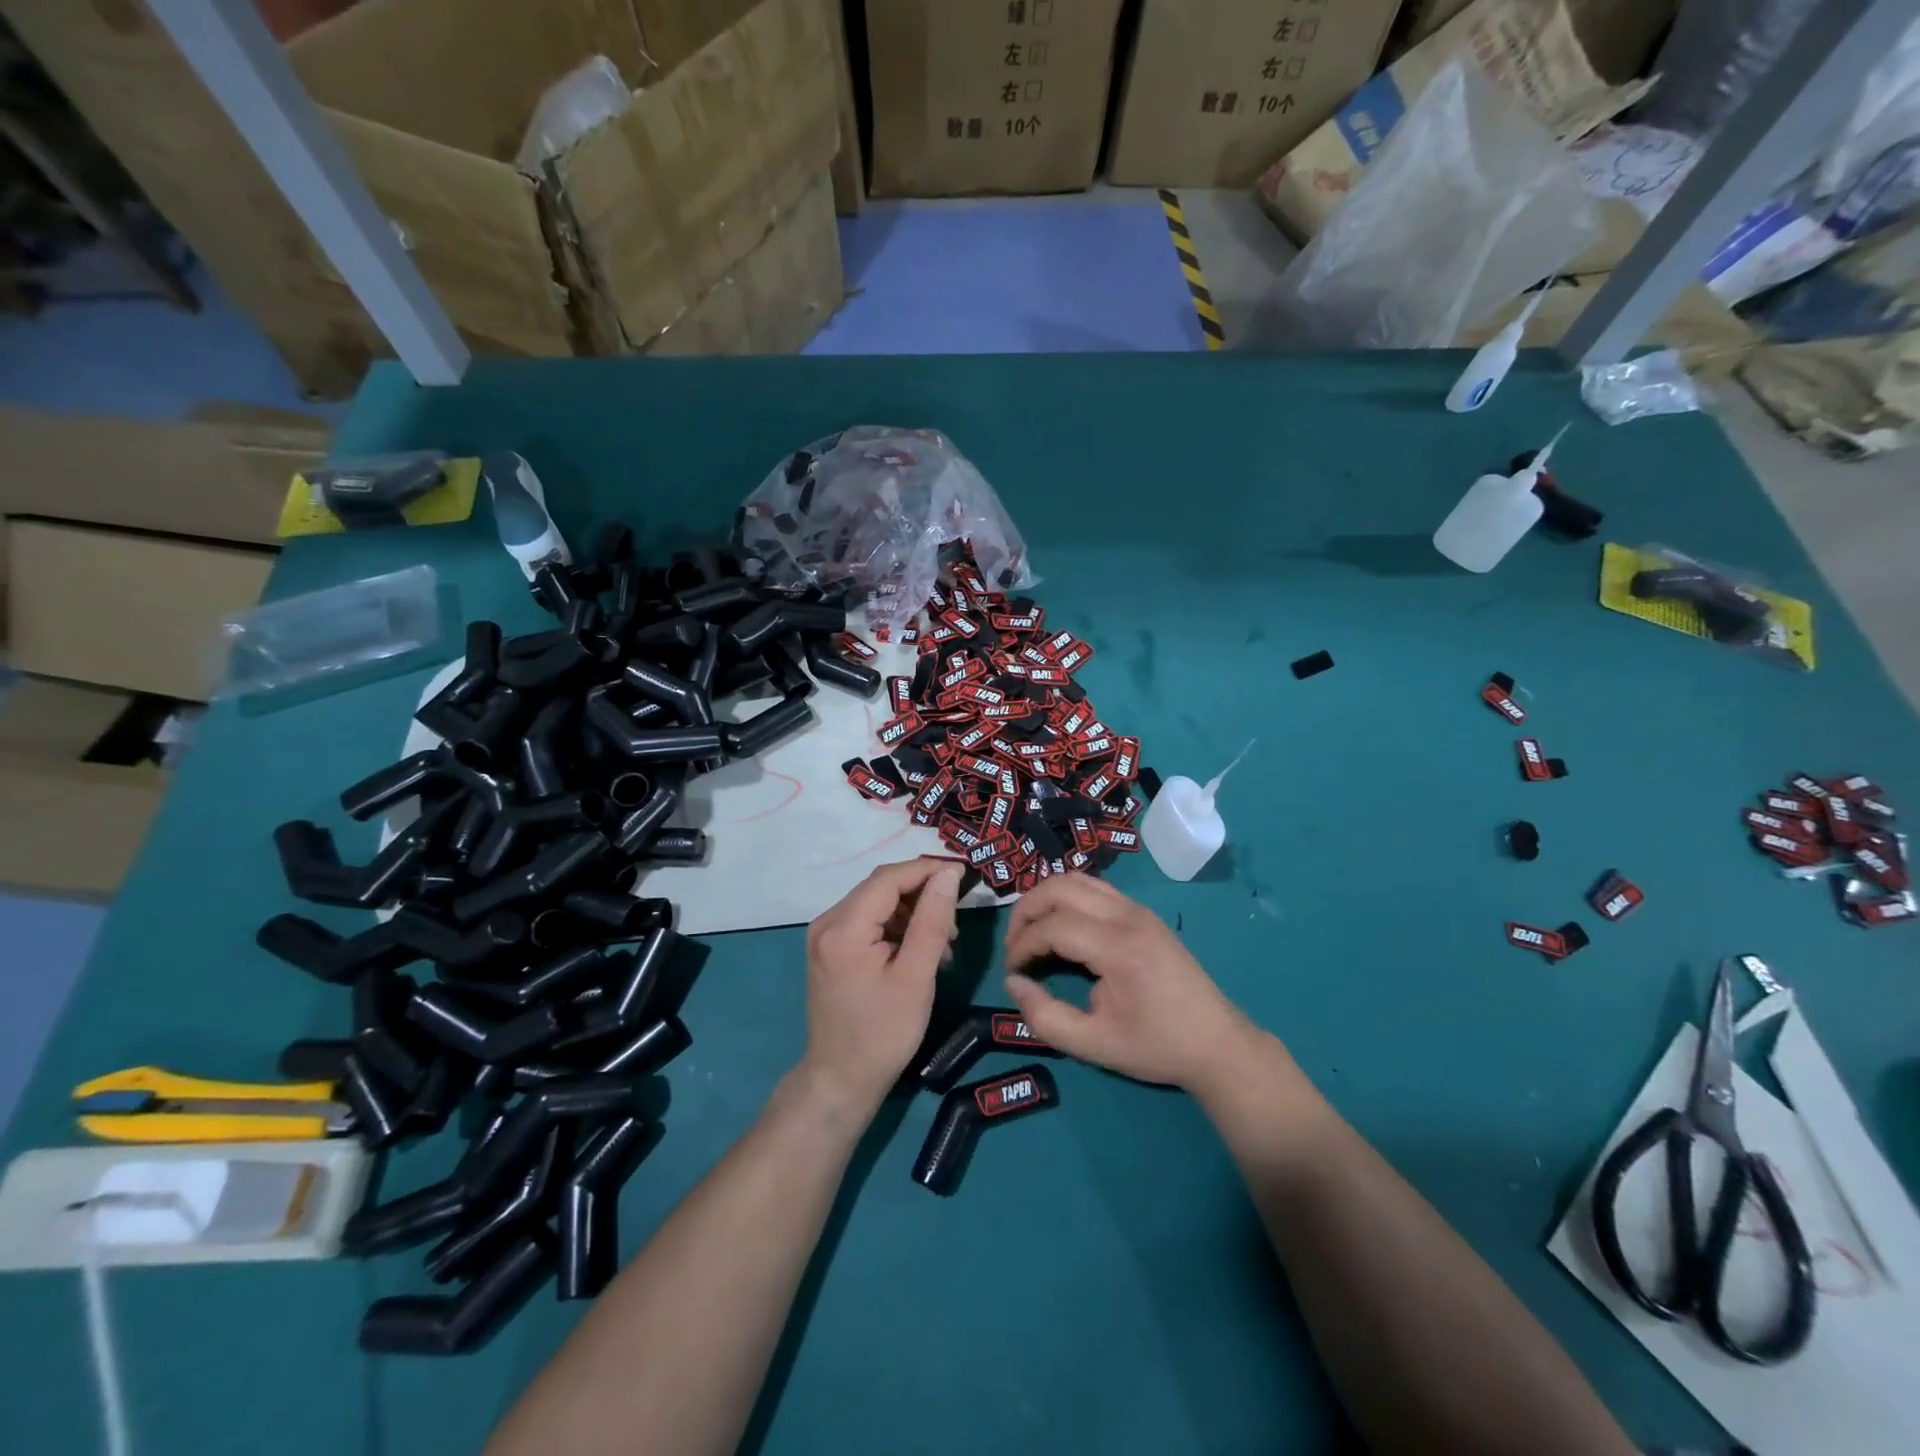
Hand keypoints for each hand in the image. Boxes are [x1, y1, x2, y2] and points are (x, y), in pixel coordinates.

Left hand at [800, 858, 962, 1113]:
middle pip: (881, 887)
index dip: (928, 869)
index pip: (889, 878)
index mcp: (843, 928)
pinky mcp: (830, 948)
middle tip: (956, 921)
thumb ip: (932, 921)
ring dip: (913, 913)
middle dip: (922, 894)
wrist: (841, 1080)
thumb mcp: (916, 977)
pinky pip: (868, 921)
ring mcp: (825, 935)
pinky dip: (897, 928)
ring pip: (877, 903)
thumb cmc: (883, 1033)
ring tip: (944, 943)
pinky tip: (920, 951)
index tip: (964, 875)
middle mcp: (827, 922)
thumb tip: (948, 875)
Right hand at [1003, 876, 1253, 1090]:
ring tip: (1031, 933)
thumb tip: (1013, 983)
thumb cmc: (1157, 1047)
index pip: (1053, 926)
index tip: (1011, 972)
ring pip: (1077, 880)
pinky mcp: (1142, 913)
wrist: (1217, 1043)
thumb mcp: (1095, 1045)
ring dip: (1045, 899)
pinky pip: (1094, 888)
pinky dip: (1067, 898)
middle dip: (1026, 911)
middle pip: (1059, 887)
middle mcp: (1127, 916)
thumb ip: (1046, 1017)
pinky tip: (1061, 928)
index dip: (1022, 945)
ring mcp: (1138, 909)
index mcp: (1118, 948)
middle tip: (1014, 946)